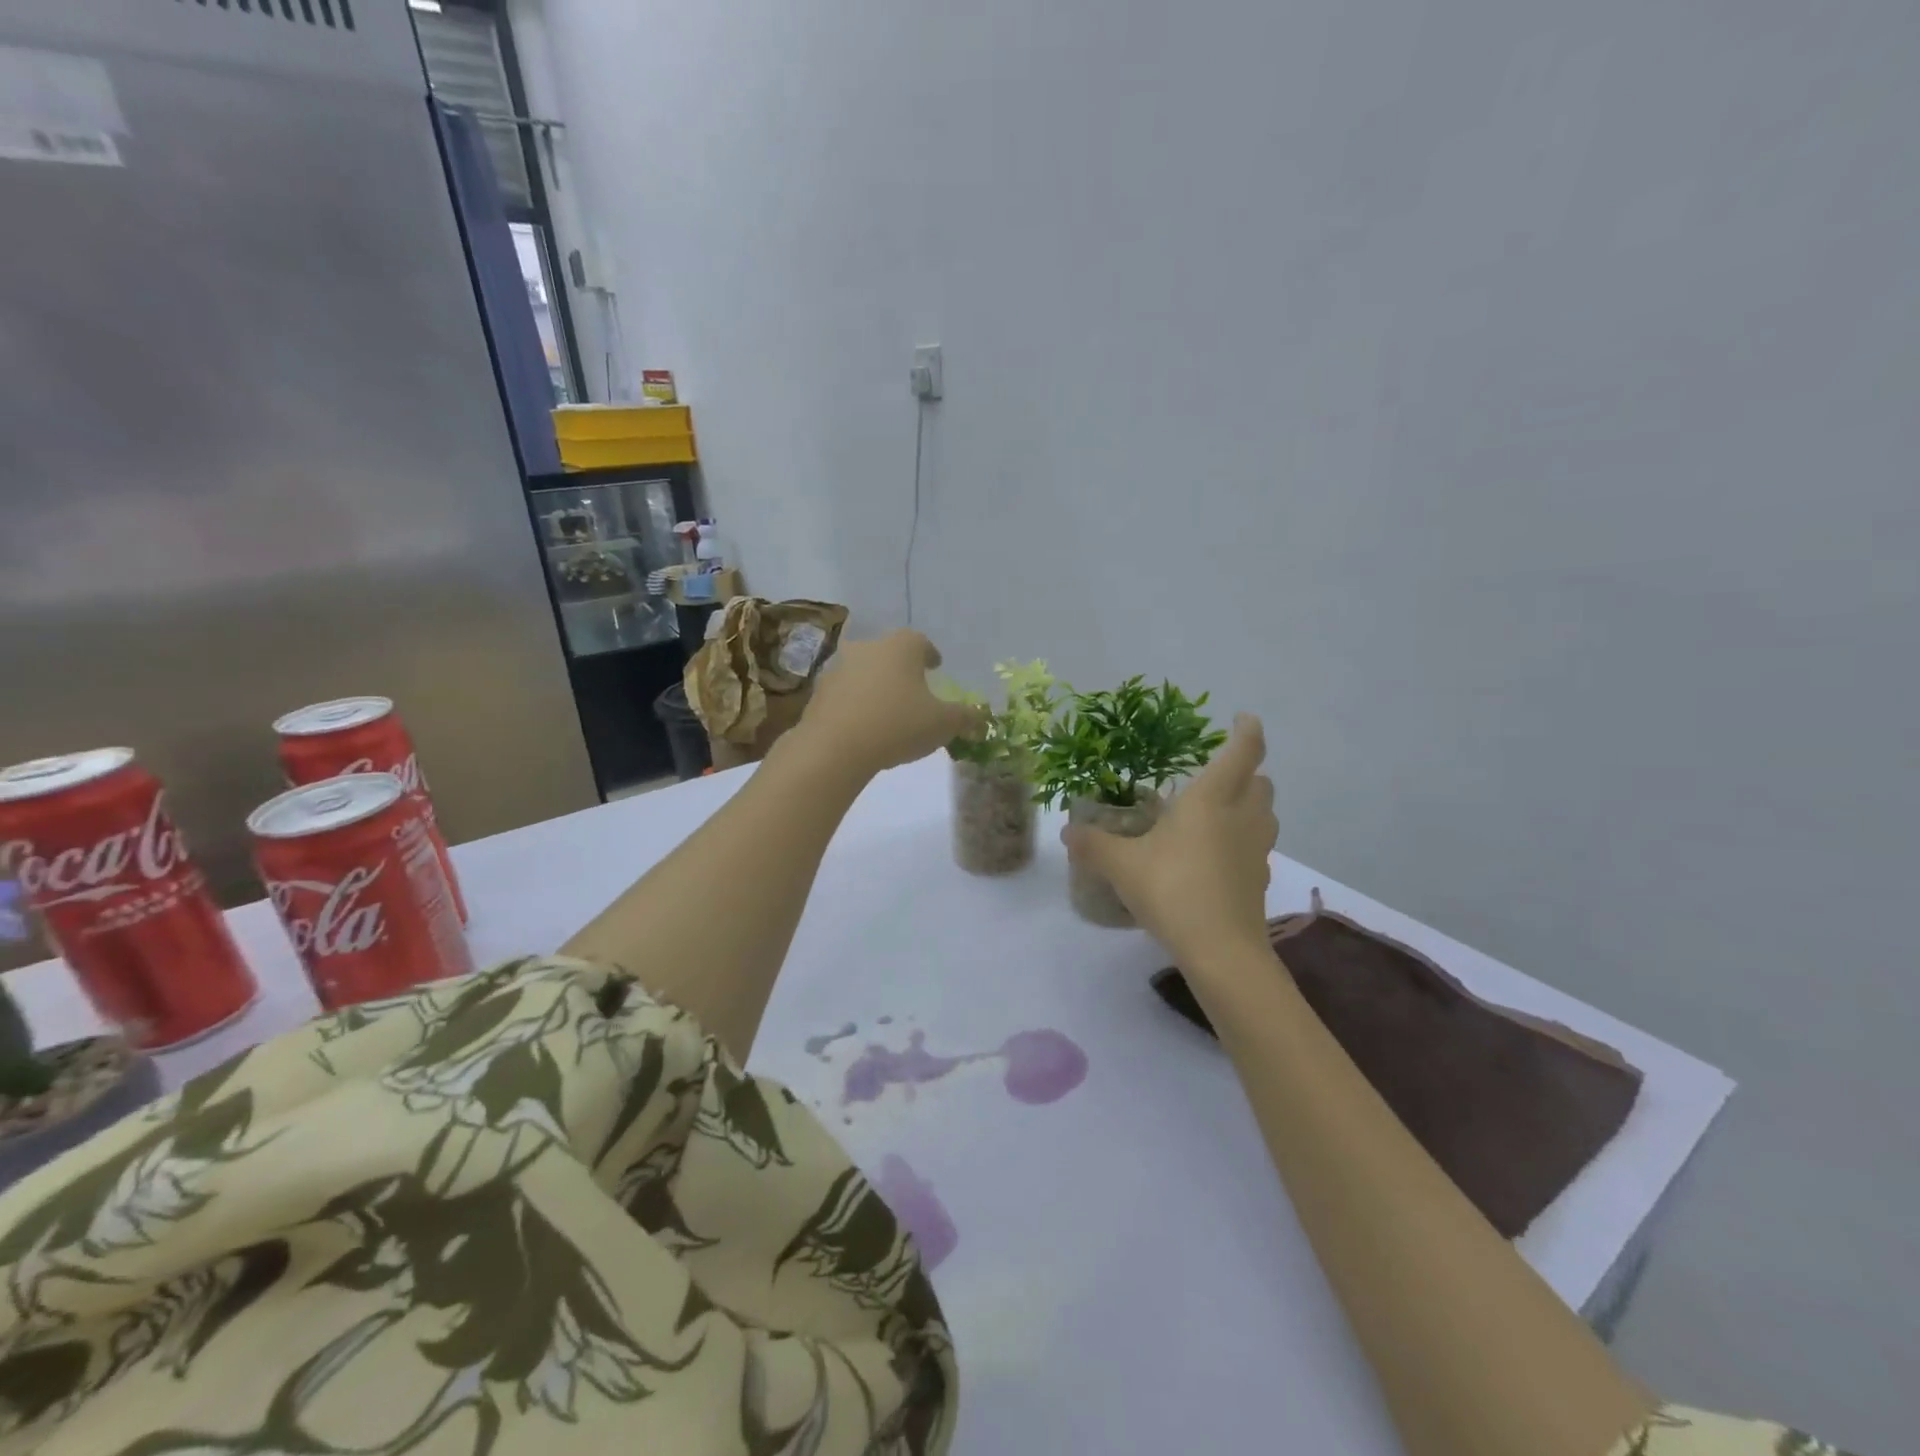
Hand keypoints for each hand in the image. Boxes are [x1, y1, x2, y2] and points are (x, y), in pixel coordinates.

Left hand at [797, 630, 986, 776]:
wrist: (835, 747)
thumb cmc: (898, 725)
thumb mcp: (943, 724)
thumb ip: (965, 717)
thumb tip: (981, 716)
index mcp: (901, 647)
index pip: (920, 641)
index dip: (930, 654)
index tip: (936, 667)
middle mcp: (868, 648)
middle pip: (888, 653)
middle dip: (901, 669)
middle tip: (912, 688)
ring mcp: (838, 668)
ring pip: (863, 671)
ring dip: (875, 685)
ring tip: (887, 709)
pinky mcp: (818, 693)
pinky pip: (844, 694)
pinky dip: (854, 704)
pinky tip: (862, 725)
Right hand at [1063, 715, 1277, 964]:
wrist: (1221, 950)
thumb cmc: (1172, 890)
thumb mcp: (1122, 866)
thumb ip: (1094, 845)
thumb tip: (1067, 832)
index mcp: (1210, 800)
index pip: (1242, 752)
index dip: (1247, 731)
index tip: (1244, 719)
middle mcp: (1240, 818)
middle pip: (1261, 782)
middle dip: (1247, 771)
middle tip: (1219, 774)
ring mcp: (1256, 851)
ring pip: (1266, 815)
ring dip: (1250, 805)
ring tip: (1220, 812)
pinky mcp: (1260, 881)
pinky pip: (1258, 848)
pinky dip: (1244, 842)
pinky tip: (1218, 857)